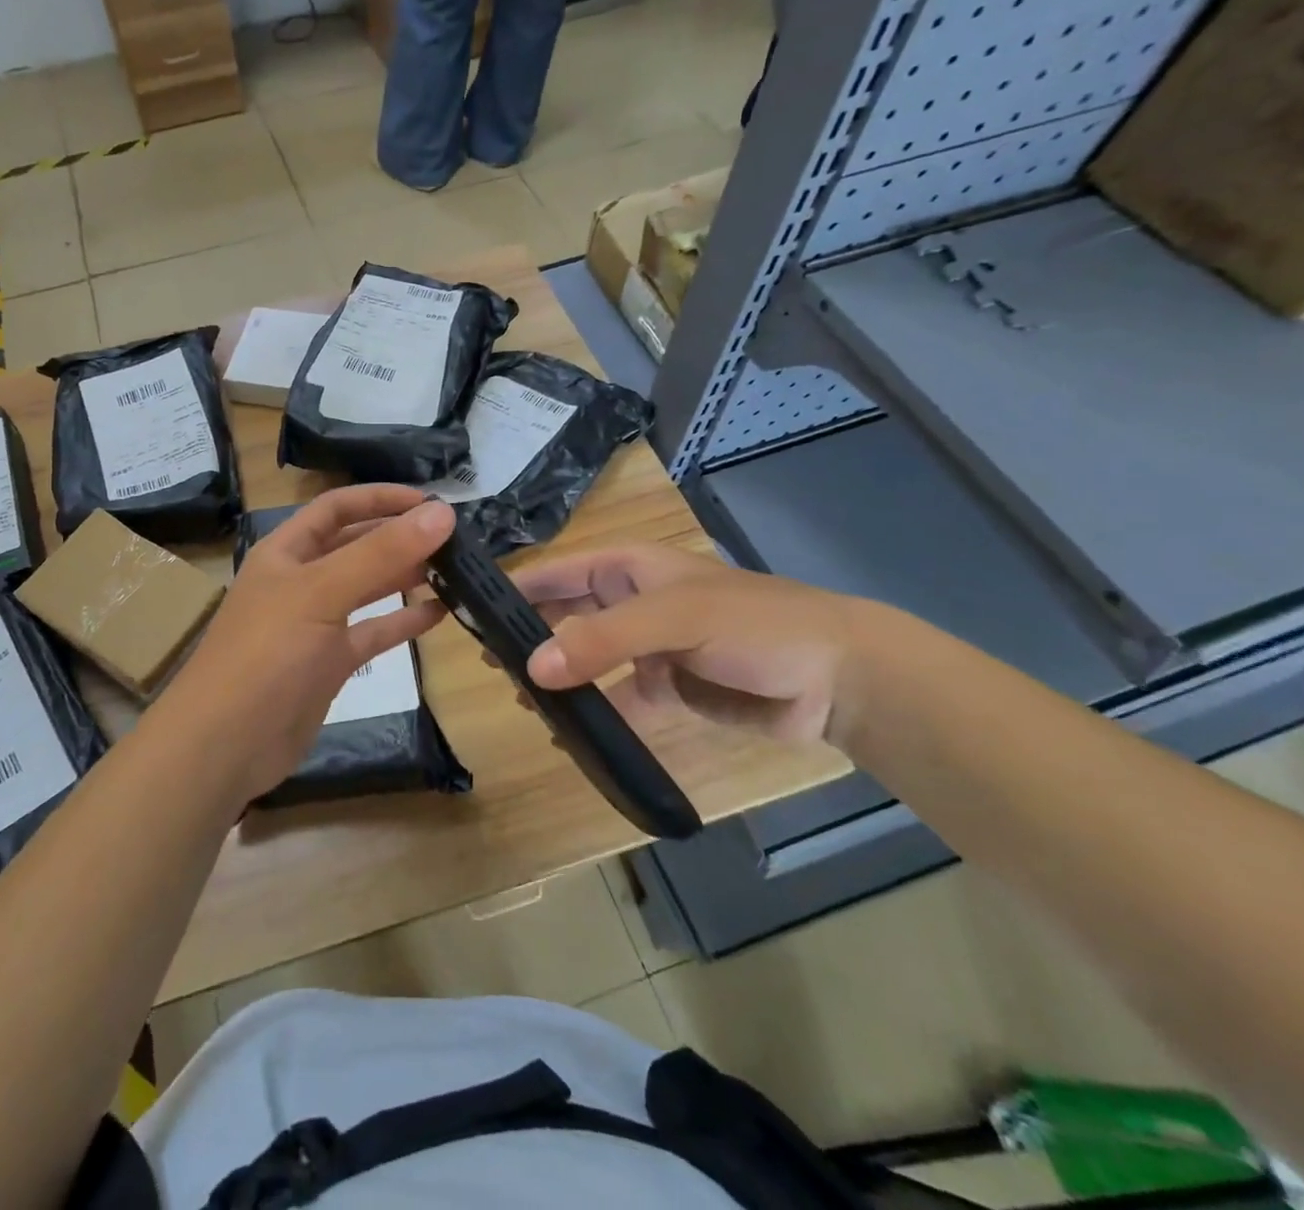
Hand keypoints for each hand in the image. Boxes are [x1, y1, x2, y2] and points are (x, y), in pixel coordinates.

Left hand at [154, 486, 454, 803]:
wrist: (226, 744)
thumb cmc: (267, 655)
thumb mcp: (322, 593)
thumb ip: (381, 553)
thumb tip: (442, 511)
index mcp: (286, 551)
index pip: (337, 507)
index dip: (381, 498)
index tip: (432, 501)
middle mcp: (300, 580)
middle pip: (355, 545)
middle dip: (399, 537)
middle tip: (454, 537)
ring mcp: (315, 624)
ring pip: (367, 589)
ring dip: (404, 576)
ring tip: (453, 569)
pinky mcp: (329, 663)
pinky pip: (372, 632)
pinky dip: (402, 621)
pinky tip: (439, 613)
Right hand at [510, 544, 887, 750]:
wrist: (836, 678)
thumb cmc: (752, 623)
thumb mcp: (674, 617)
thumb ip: (602, 639)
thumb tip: (531, 669)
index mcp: (626, 567)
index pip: (554, 572)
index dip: (512, 588)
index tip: (466, 613)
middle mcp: (628, 601)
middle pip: (562, 615)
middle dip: (527, 637)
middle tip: (488, 666)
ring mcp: (645, 647)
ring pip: (584, 660)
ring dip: (556, 679)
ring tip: (521, 702)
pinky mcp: (663, 688)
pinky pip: (615, 701)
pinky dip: (592, 717)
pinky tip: (568, 737)